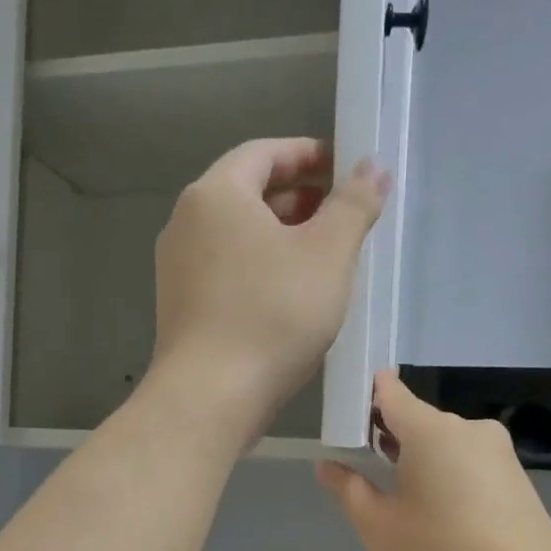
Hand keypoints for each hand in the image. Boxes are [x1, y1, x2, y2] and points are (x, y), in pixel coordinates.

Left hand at [151, 139, 387, 434]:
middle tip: (340, 214)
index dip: (307, 154)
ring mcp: (177, 268)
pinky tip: (289, 296)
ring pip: (236, 236)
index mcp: (216, 194)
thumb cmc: (272, 315)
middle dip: (297, 198)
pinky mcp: (181, 307)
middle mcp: (186, 223)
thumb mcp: (327, 254)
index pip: (264, 153)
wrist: (209, 396)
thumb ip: (353, 205)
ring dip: (280, 237)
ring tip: (322, 256)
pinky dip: (259, 268)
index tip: (344, 168)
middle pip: (247, 193)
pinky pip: (226, 270)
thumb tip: (372, 166)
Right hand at [317, 372, 550, 550]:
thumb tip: (328, 464)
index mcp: (430, 429)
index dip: (366, 397)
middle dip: (390, 438)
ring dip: (420, 460)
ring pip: (445, 444)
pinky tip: (442, 515)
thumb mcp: (378, 526)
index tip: (348, 417)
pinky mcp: (516, 475)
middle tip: (366, 472)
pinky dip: (449, 476)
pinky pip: (469, 463)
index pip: (391, 393)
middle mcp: (466, 427)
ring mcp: (498, 450)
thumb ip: (348, 489)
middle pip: (418, 420)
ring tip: (404, 502)